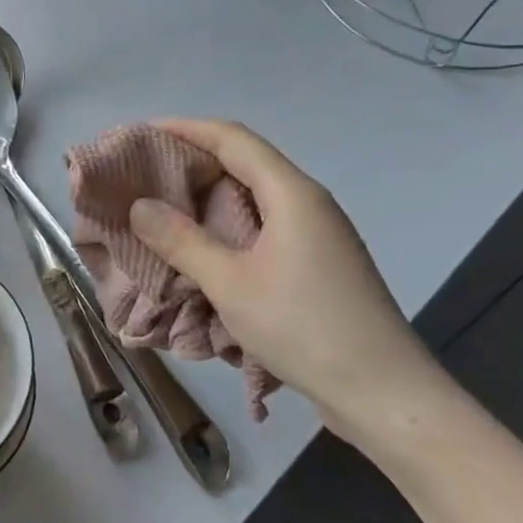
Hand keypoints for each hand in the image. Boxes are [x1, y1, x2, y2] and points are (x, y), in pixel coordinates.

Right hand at [128, 119, 445, 431]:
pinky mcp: (317, 262)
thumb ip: (181, 241)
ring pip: (253, 197)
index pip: (232, 139)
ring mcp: (316, 233)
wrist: (384, 393)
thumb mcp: (230, 283)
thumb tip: (139, 205)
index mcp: (291, 193)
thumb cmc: (304, 327)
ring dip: (207, 197)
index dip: (185, 128)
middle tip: (142, 174)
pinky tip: (201, 248)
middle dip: (192, 162)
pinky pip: (262, 226)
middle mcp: (307, 202)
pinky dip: (226, 226)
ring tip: (162, 208)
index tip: (141, 133)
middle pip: (244, 162)